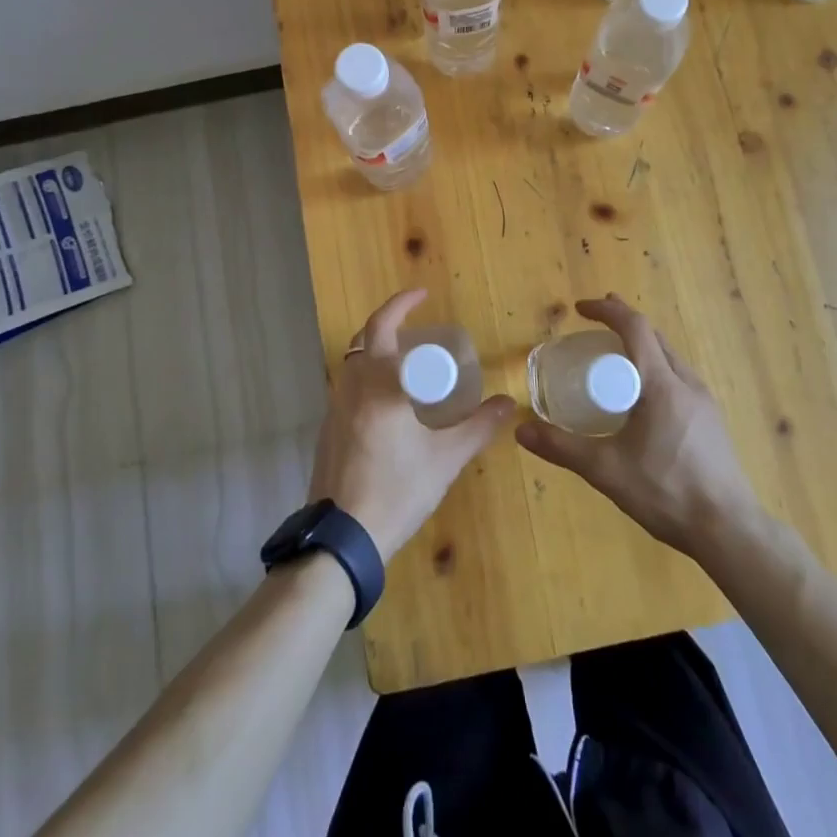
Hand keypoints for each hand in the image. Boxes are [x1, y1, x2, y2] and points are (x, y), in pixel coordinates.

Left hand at [308, 289, 516, 562]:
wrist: (341, 541)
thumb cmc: (396, 492)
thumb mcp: (445, 460)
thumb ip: (478, 427)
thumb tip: (508, 403)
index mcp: (378, 385)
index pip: (384, 326)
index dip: (402, 304)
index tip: (424, 295)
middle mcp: (350, 387)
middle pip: (364, 338)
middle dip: (390, 322)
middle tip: (419, 324)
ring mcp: (334, 409)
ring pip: (353, 362)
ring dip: (378, 349)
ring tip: (411, 360)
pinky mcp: (327, 430)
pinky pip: (349, 386)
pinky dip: (370, 376)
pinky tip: (392, 401)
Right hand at [516, 294, 762, 560]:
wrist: (729, 530)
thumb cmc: (666, 492)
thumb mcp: (606, 470)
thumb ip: (562, 448)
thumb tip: (521, 430)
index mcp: (662, 384)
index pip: (635, 328)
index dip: (607, 311)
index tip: (580, 309)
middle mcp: (686, 383)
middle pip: (654, 337)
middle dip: (623, 323)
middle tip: (593, 323)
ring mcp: (704, 401)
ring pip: (670, 357)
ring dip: (641, 345)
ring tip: (616, 355)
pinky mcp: (711, 420)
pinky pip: (679, 377)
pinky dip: (655, 368)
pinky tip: (643, 395)